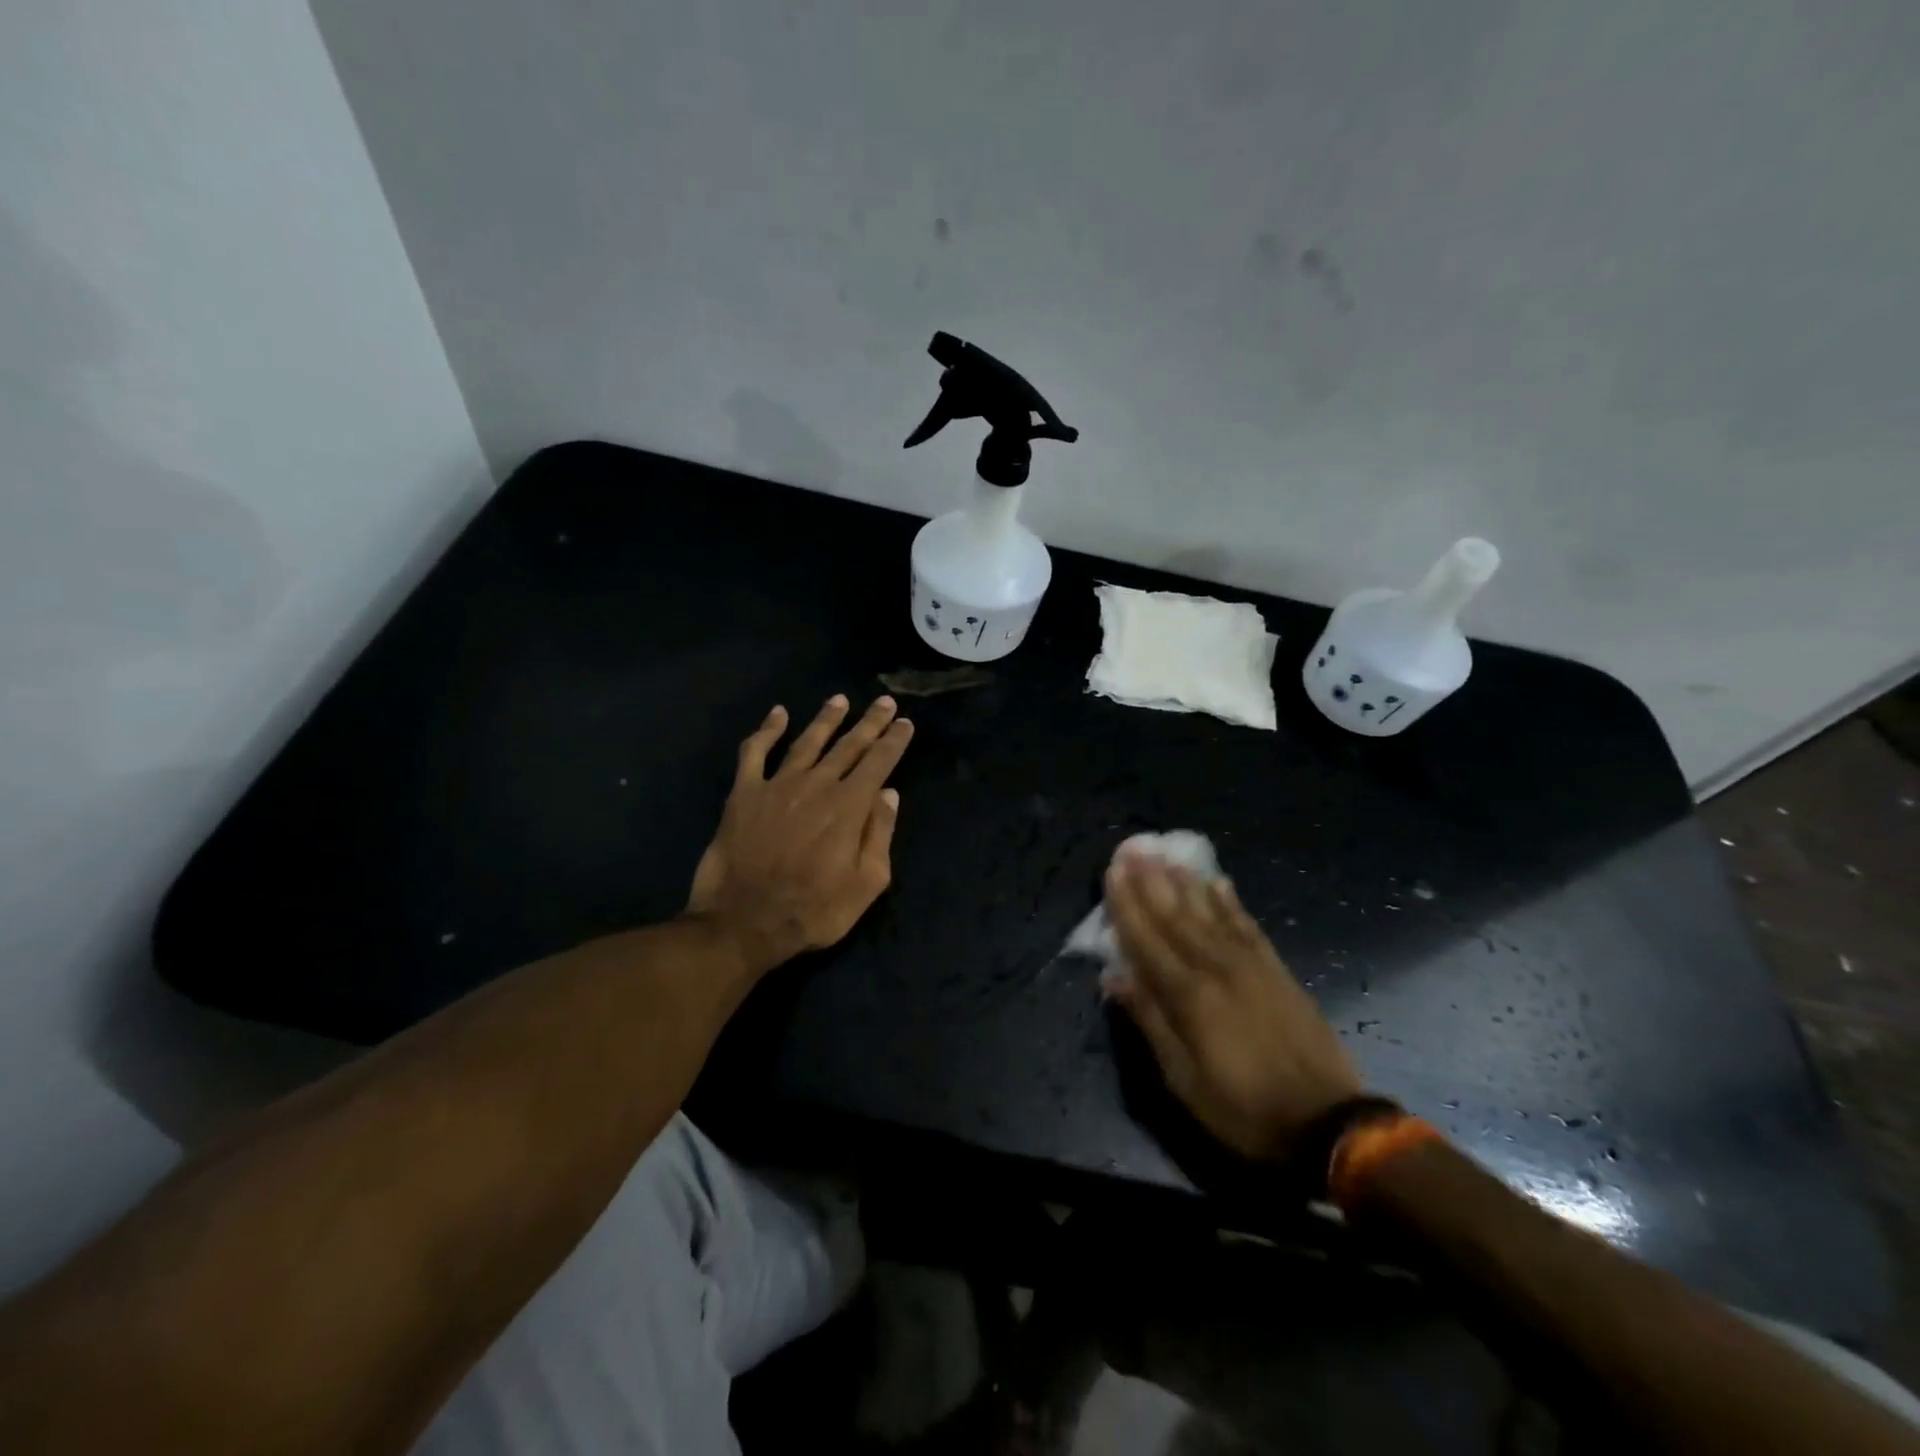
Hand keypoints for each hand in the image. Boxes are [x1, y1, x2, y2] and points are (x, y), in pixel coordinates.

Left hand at [688, 695, 913, 973]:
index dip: (894, 740)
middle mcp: (817, 785)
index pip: (879, 762)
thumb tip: (889, 794)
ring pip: (807, 741)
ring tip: (840, 700)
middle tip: (885, 702)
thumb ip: (880, 834)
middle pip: (849, 745)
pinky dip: (766, 730)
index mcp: (849, 806)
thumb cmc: (814, 911)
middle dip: (870, 722)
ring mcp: (777, 785)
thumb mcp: (866, 884)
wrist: (743, 922)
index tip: (905, 723)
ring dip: (826, 719)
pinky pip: (754, 752)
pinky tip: (778, 714)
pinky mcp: (744, 793)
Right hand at [1103, 854, 1360, 1159]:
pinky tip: (1219, 882)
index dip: (1126, 905)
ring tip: (1167, 854)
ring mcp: (1251, 965)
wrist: (1328, 1122)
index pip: (1147, 939)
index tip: (1111, 872)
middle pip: (1176, 916)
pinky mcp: (1278, 970)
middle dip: (1150, 881)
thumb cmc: (1244, 1108)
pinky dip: (1231, 902)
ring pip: (1210, 913)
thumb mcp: (1184, 1080)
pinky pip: (1248, 926)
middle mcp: (1217, 968)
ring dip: (1185, 882)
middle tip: (1133, 848)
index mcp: (1189, 996)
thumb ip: (1150, 1021)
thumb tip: (1115, 975)